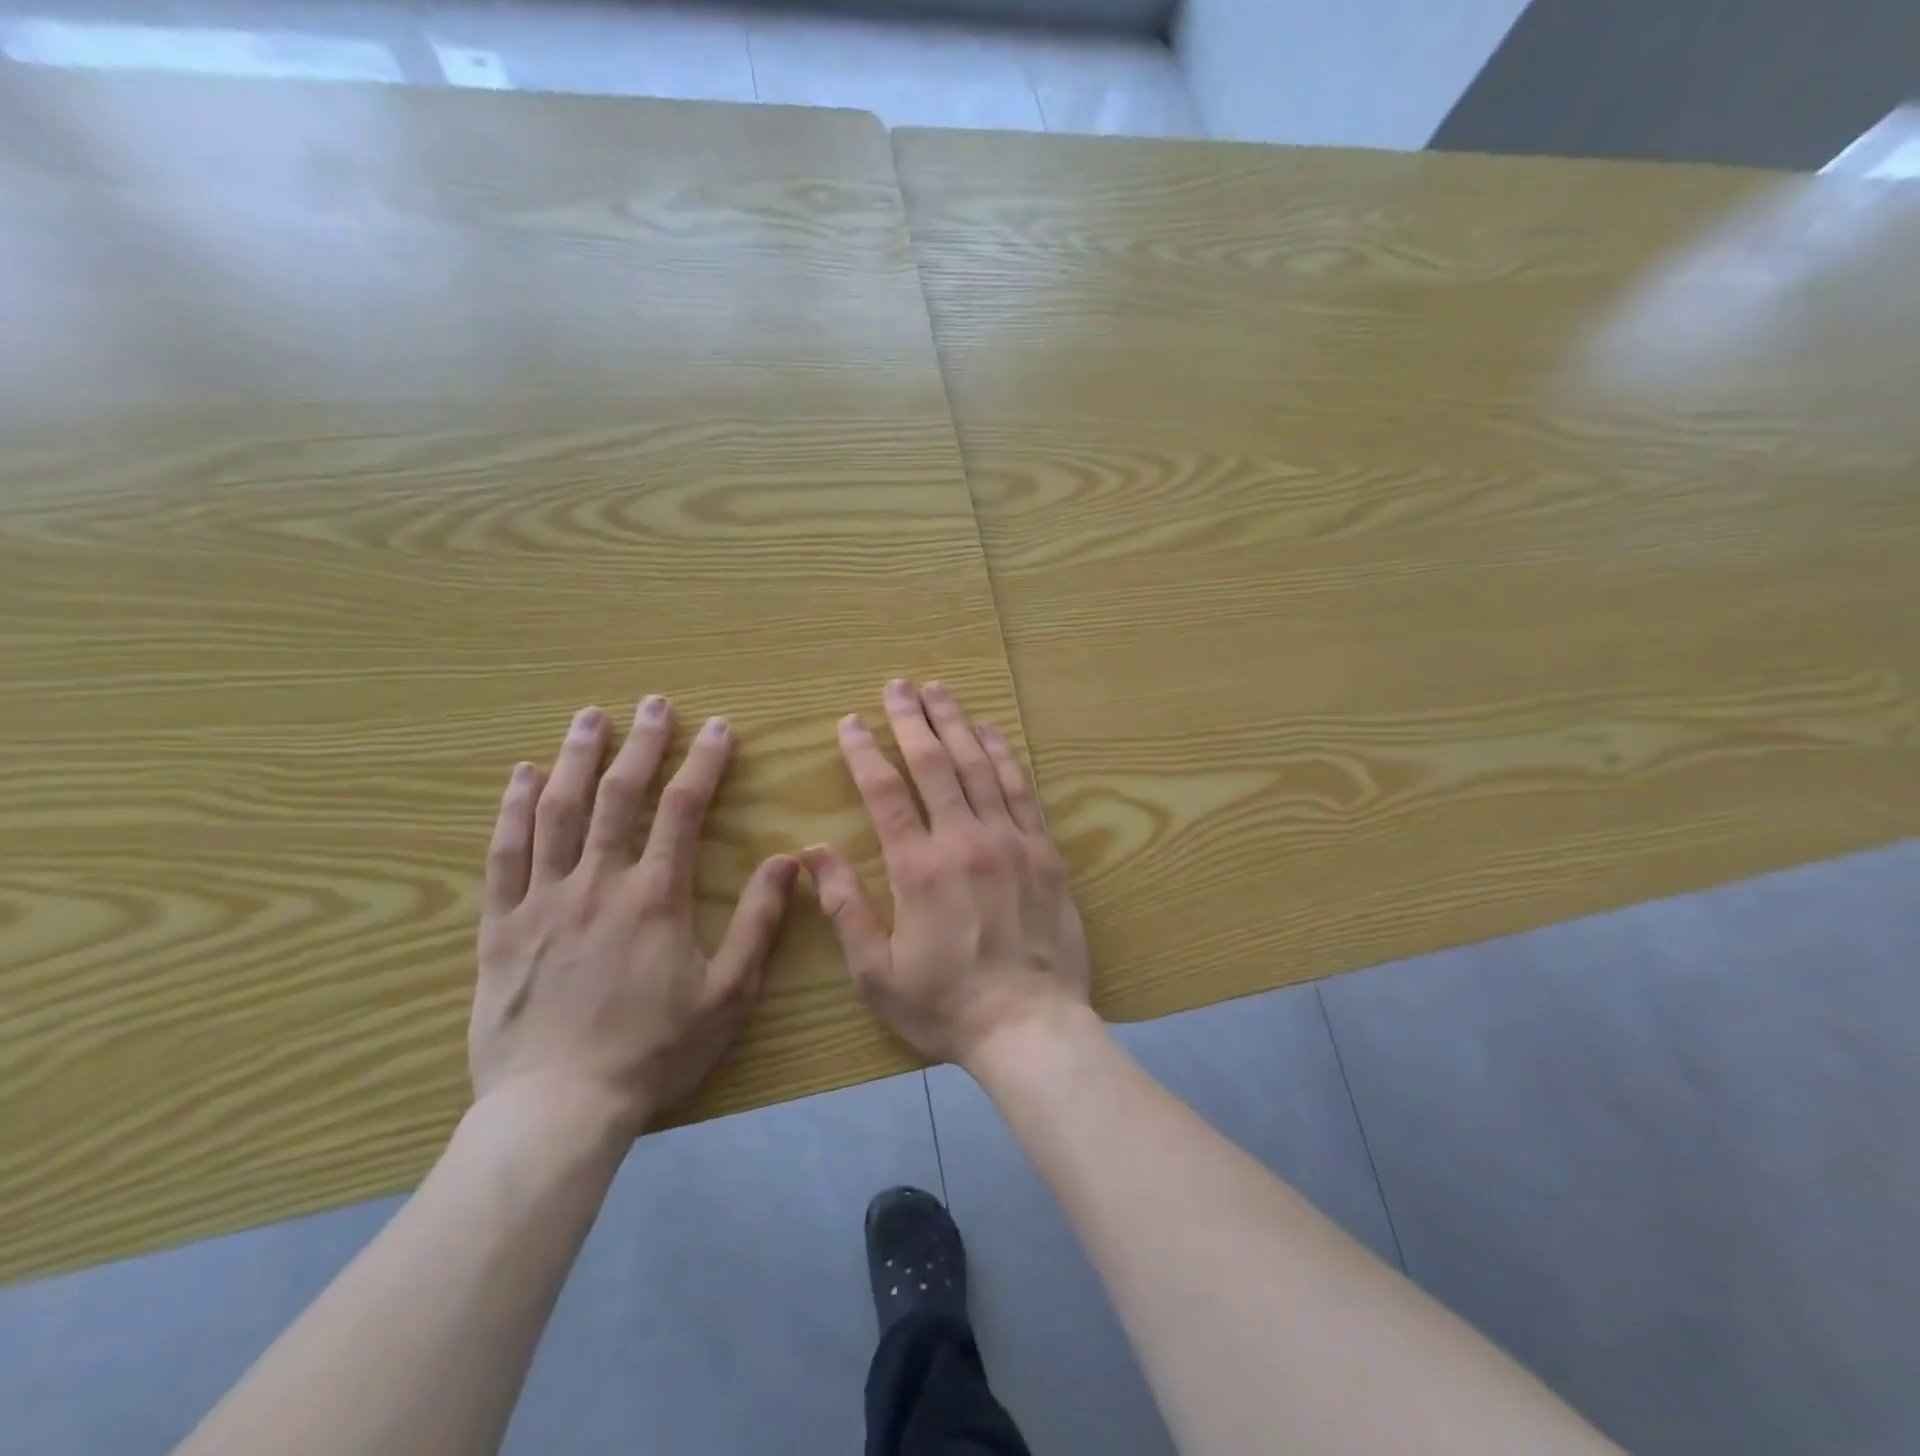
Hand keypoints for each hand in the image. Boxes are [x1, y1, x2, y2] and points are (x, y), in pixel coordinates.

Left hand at [472, 698, 797, 1138]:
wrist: (558, 1108)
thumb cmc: (653, 1051)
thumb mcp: (728, 993)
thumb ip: (758, 922)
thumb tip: (787, 860)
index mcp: (655, 897)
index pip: (682, 810)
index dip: (703, 763)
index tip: (719, 728)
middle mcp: (598, 883)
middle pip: (618, 796)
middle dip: (641, 744)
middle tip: (654, 703)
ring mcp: (542, 900)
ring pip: (557, 812)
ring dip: (575, 759)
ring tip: (590, 717)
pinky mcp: (501, 926)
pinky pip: (504, 855)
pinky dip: (511, 810)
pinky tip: (520, 776)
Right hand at [802, 679, 1091, 1068]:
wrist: (1031, 1027)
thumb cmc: (946, 1006)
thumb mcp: (876, 972)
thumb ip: (845, 907)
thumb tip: (814, 853)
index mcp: (919, 868)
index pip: (885, 792)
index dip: (865, 752)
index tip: (851, 721)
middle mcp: (965, 841)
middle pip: (935, 764)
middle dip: (912, 720)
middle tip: (897, 686)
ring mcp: (1011, 841)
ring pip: (980, 767)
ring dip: (957, 724)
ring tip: (940, 692)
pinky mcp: (1044, 851)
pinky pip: (1021, 790)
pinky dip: (1004, 755)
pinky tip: (991, 732)